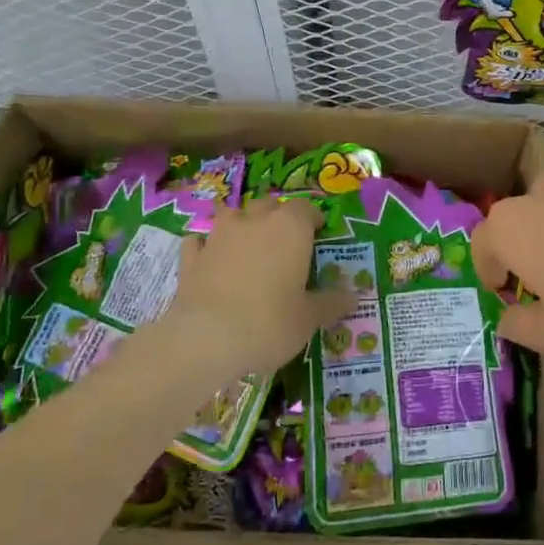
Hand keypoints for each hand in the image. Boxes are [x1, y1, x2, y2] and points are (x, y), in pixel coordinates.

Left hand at [160, 199, 355, 380]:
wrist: (206, 339)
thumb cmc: (269, 323)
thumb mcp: (309, 318)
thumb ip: (331, 303)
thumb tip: (352, 296)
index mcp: (290, 228)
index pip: (306, 208)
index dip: (313, 219)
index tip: (318, 234)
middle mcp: (255, 221)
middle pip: (270, 205)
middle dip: (278, 217)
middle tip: (285, 243)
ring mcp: (219, 236)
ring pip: (233, 215)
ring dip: (242, 225)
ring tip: (247, 246)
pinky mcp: (191, 257)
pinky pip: (201, 242)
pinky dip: (207, 247)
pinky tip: (210, 261)